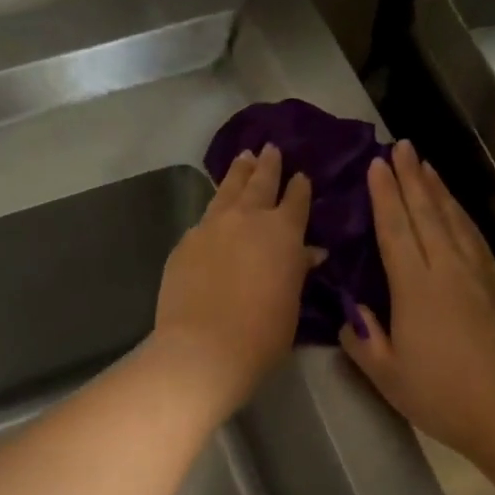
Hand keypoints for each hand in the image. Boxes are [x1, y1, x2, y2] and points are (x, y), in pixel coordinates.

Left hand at [154, 145, 321, 417]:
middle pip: (260, 183)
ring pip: (228, 190)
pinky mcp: (185, 242)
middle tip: (270, 148)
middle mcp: (247, 219)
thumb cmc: (263, 333)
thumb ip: (297, 270)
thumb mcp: (291, 302)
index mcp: (283, 233)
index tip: (301, 176)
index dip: (299, 188)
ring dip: (238, 173)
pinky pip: (204, 218)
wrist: (205, 346)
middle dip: (267, 165)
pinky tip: (213, 211)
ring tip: (243, 157)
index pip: (296, 201)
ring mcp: (211, 227)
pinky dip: (214, 209)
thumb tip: (309, 252)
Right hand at [340, 140, 494, 471]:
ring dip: (439, 190)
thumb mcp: (388, 376)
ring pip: (457, 221)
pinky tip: (460, 214)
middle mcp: (450, 269)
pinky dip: (464, 218)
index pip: (396, 228)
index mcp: (416, 286)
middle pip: (428, 213)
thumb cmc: (444, 397)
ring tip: (428, 166)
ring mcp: (483, 275)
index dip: (385, 195)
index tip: (377, 164)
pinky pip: (478, 240)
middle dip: (412, 177)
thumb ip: (364, 341)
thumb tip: (351, 316)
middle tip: (402, 147)